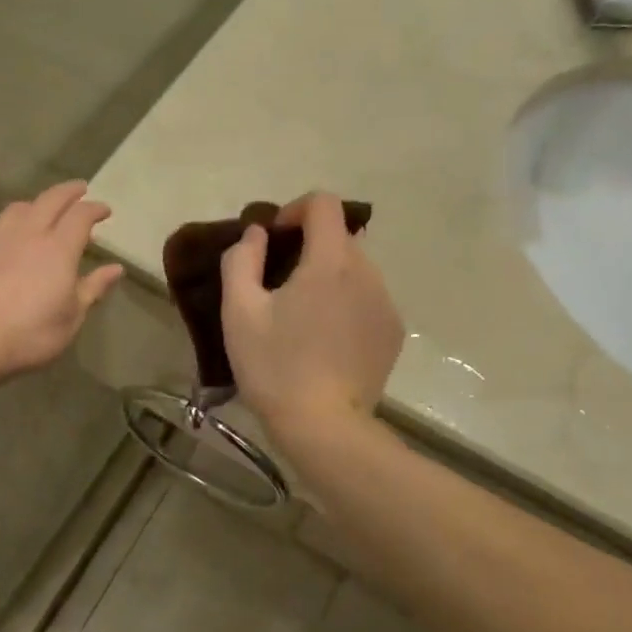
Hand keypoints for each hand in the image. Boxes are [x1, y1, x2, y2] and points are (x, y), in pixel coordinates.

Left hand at [0, 179, 122, 378]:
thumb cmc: (29, 333)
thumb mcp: (71, 317)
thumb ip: (93, 288)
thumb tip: (115, 268)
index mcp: (58, 248)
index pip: (81, 215)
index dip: (95, 209)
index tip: (105, 210)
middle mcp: (28, 233)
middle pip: (50, 200)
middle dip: (69, 192)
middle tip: (80, 189)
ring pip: (18, 208)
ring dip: (36, 204)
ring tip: (41, 211)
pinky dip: (9, 227)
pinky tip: (6, 241)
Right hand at [220, 192, 403, 436]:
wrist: (324, 428)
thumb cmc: (275, 367)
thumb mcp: (239, 312)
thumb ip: (242, 260)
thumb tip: (257, 233)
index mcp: (330, 262)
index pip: (324, 204)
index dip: (295, 209)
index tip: (274, 239)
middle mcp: (368, 274)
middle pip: (340, 237)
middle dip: (309, 246)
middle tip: (279, 282)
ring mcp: (386, 304)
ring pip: (356, 269)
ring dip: (328, 276)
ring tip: (302, 315)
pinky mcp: (393, 332)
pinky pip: (368, 298)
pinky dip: (346, 302)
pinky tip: (325, 339)